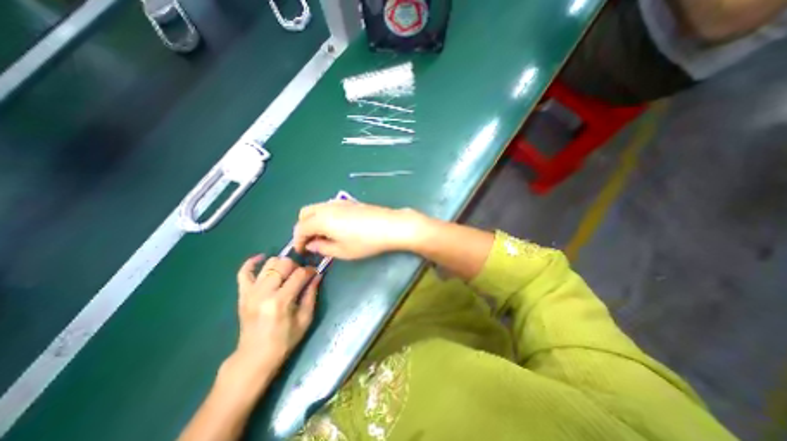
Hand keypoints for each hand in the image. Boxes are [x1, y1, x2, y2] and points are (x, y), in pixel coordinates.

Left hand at [229, 255, 320, 382]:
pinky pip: (243, 272)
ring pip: (269, 264)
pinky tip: (262, 258)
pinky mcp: (242, 294)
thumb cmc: (284, 340)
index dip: (310, 271)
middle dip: (297, 266)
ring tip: (287, 272)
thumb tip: (317, 275)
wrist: (255, 357)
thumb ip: (311, 294)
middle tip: (301, 275)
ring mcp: (251, 292)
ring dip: (281, 264)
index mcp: (281, 301)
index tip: (315, 273)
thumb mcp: (305, 319)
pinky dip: (252, 262)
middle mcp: (264, 293)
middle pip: (284, 264)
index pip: (299, 274)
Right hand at [290, 200, 424, 257]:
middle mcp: (327, 207)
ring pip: (317, 208)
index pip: (301, 228)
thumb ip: (323, 247)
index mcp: (322, 219)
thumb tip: (311, 245)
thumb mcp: (343, 251)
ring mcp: (339, 202)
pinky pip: (329, 207)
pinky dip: (324, 216)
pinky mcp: (350, 202)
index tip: (301, 252)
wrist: (390, 226)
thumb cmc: (366, 242)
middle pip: (305, 213)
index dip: (298, 241)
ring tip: (323, 236)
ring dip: (314, 221)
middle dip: (303, 227)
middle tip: (311, 242)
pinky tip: (336, 227)